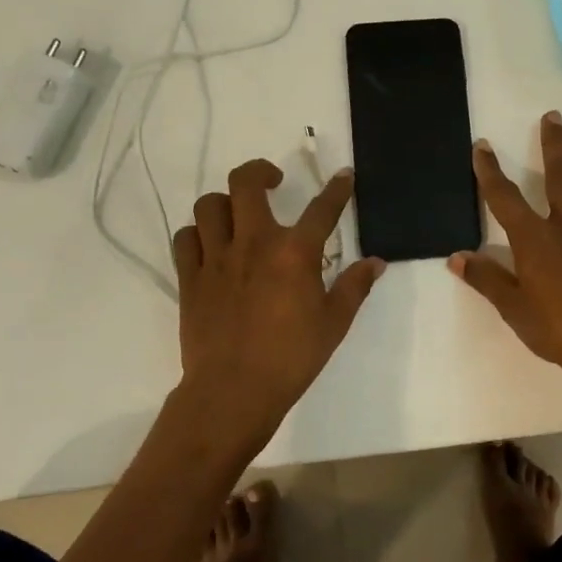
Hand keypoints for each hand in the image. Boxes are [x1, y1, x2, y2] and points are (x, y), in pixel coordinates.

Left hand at [173, 159, 385, 443]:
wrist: (234, 390)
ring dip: (225, 203)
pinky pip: (186, 238)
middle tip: (273, 181)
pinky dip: (197, 234)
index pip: (322, 209)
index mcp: (294, 253)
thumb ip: (354, 287)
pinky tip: (210, 246)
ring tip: (238, 216)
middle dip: (260, 171)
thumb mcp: (334, 324)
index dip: (337, 189)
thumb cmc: (292, 358)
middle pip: (246, 183)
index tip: (343, 176)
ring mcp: (216, 258)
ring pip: (209, 205)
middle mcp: (253, 243)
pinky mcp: (190, 278)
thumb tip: (375, 263)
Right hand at [449, 112, 561, 395]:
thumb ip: (487, 280)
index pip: (506, 199)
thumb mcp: (515, 310)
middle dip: (554, 146)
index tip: (484, 146)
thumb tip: (456, 257)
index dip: (491, 172)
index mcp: (537, 242)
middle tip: (554, 116)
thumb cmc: (561, 332)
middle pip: (561, 179)